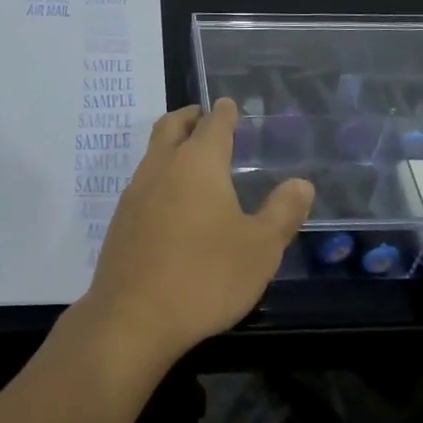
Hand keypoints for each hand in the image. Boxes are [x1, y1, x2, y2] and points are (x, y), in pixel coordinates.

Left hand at [78, 99, 314, 369]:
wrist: (132, 318)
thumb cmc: (205, 277)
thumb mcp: (260, 249)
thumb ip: (282, 212)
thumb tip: (301, 183)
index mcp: (198, 163)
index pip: (213, 123)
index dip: (224, 112)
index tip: (229, 104)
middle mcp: (163, 166)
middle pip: (172, 125)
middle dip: (190, 116)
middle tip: (203, 116)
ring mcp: (136, 191)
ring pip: (153, 151)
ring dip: (171, 143)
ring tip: (190, 157)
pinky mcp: (120, 219)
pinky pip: (143, 181)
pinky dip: (159, 174)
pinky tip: (170, 201)